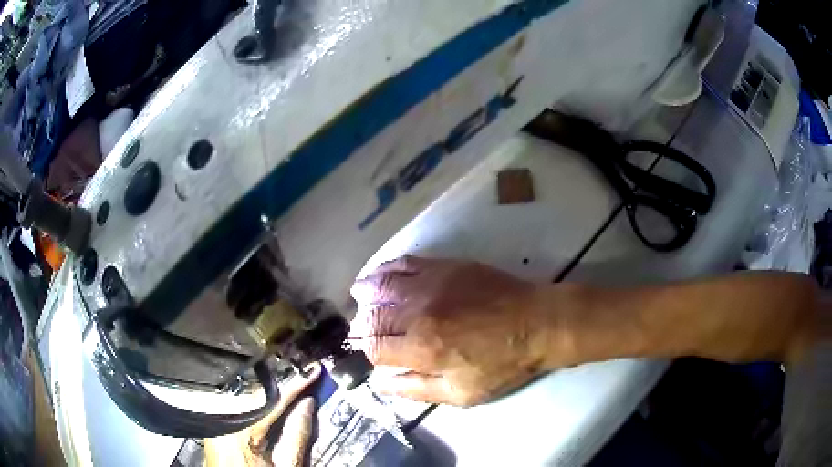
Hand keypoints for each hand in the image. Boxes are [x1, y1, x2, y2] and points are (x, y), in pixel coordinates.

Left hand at [204, 363, 320, 466]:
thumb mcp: (287, 466)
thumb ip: (297, 435)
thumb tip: (307, 404)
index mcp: (242, 432)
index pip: (274, 400)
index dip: (296, 385)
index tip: (312, 371)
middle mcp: (223, 422)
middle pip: (254, 393)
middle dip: (278, 383)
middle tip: (300, 375)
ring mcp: (215, 423)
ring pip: (243, 396)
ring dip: (266, 391)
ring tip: (287, 386)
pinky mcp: (213, 427)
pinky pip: (235, 405)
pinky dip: (253, 401)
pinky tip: (266, 402)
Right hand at [350, 256, 571, 405]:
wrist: (536, 322)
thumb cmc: (502, 363)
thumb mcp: (461, 393)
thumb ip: (415, 389)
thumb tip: (378, 383)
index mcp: (422, 349)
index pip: (375, 348)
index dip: (369, 351)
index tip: (373, 353)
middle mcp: (418, 314)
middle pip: (374, 317)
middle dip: (364, 325)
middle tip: (364, 329)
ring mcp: (429, 285)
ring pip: (381, 287)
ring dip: (365, 294)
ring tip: (358, 298)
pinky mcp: (443, 267)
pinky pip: (403, 263)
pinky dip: (384, 270)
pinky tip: (378, 275)